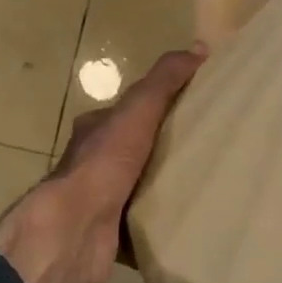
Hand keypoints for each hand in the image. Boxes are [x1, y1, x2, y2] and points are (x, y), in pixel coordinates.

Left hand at [0, 47, 203, 282]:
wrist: (74, 229)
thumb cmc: (104, 162)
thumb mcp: (138, 110)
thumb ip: (164, 81)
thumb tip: (199, 48)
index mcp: (95, 130)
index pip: (130, 111)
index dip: (159, 105)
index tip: (194, 109)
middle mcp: (92, 163)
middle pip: (134, 149)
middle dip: (164, 149)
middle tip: (206, 150)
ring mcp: (98, 200)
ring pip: (137, 187)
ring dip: (163, 187)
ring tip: (205, 185)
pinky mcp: (108, 233)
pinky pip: (140, 224)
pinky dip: (160, 223)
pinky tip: (187, 221)